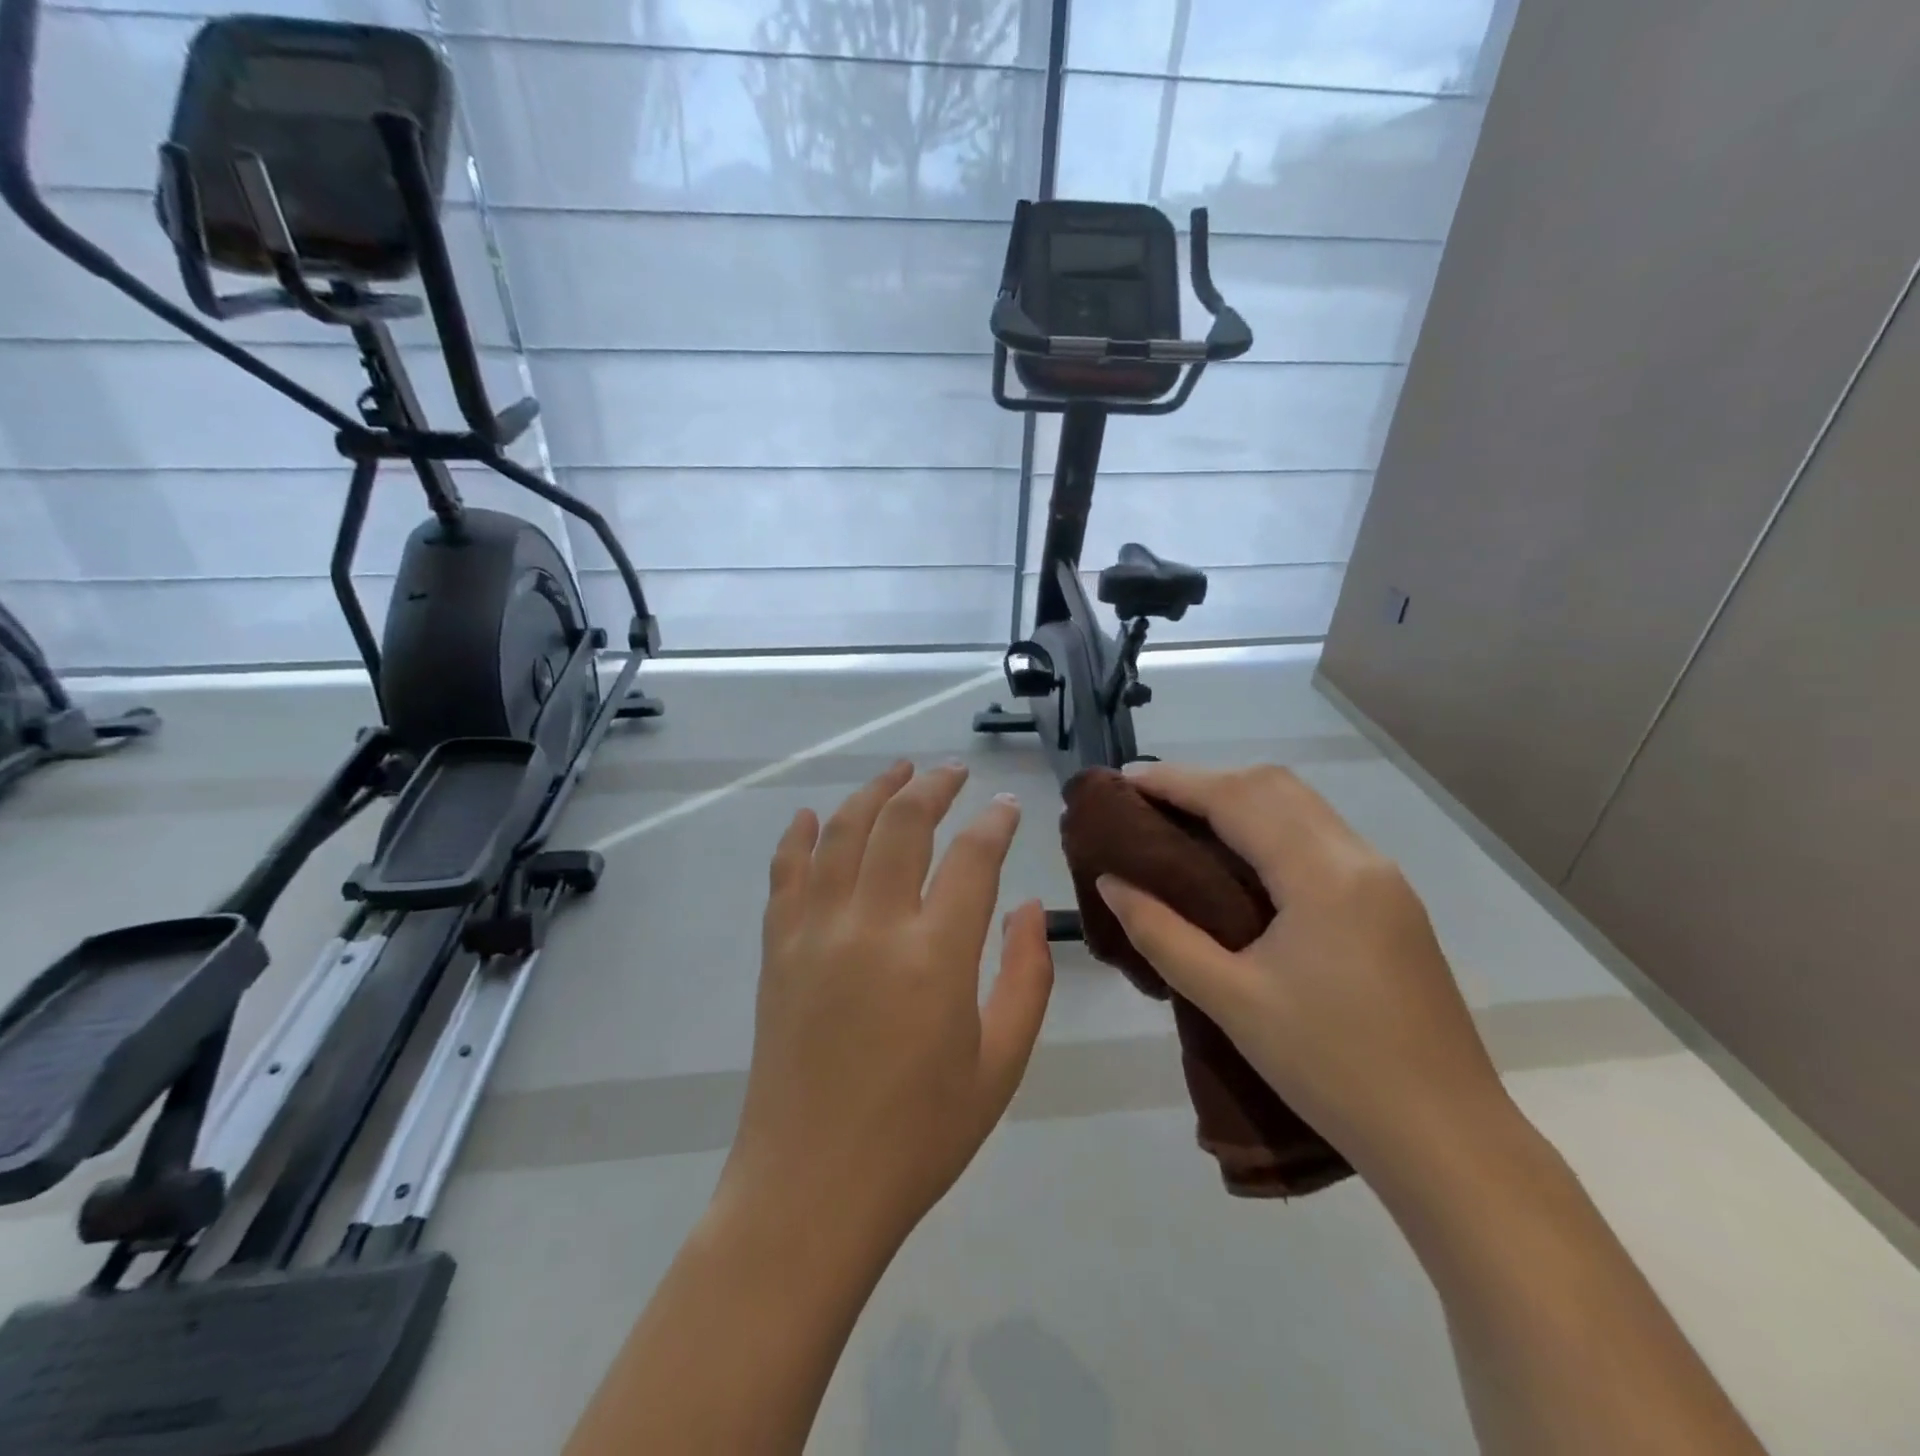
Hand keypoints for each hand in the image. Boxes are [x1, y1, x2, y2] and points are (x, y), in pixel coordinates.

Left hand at [721, 761, 1054, 1250]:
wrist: (810, 1189)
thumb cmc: (919, 1136)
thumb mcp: (1000, 1065)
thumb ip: (1025, 977)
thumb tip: (1027, 908)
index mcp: (934, 956)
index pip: (972, 858)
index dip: (994, 822)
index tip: (1006, 806)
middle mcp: (871, 926)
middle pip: (902, 824)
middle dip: (934, 787)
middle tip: (954, 773)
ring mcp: (815, 932)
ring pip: (844, 832)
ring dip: (873, 792)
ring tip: (898, 771)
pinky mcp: (778, 949)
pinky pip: (786, 872)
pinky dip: (801, 835)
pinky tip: (814, 815)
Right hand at [1094, 763, 1512, 1185]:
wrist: (1446, 1139)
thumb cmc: (1330, 1069)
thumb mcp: (1231, 1000)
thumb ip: (1162, 933)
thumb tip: (1111, 882)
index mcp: (1323, 876)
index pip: (1238, 799)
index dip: (1176, 782)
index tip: (1124, 781)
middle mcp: (1359, 859)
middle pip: (1274, 786)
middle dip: (1207, 782)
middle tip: (1149, 804)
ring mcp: (1383, 879)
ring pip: (1301, 807)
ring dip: (1240, 800)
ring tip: (1183, 823)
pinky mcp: (1390, 903)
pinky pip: (1319, 837)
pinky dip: (1270, 826)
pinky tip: (1240, 859)